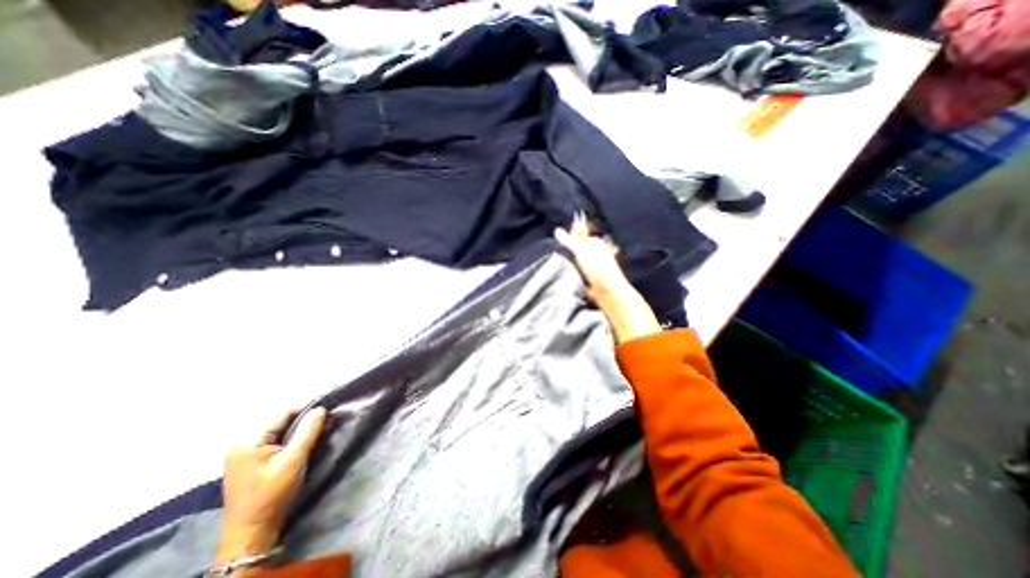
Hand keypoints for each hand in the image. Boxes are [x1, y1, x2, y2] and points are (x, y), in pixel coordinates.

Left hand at [216, 409, 325, 570]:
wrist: (250, 532)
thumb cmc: (272, 494)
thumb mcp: (294, 460)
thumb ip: (308, 431)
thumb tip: (321, 408)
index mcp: (249, 440)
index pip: (283, 412)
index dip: (307, 405)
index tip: (329, 403)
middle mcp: (242, 441)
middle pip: (279, 418)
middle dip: (303, 414)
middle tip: (326, 414)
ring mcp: (243, 451)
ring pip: (278, 427)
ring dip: (298, 424)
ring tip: (318, 423)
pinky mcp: (249, 459)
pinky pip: (274, 437)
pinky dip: (290, 434)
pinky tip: (303, 436)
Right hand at [556, 215, 659, 343]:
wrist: (608, 293)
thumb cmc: (597, 269)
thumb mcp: (581, 251)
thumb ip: (569, 241)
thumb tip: (557, 230)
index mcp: (598, 244)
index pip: (582, 237)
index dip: (571, 239)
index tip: (558, 243)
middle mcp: (598, 255)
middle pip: (580, 251)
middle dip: (569, 254)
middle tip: (557, 255)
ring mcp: (596, 270)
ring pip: (579, 265)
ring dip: (571, 266)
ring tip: (559, 267)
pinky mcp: (592, 282)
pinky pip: (579, 276)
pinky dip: (573, 277)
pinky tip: (565, 278)